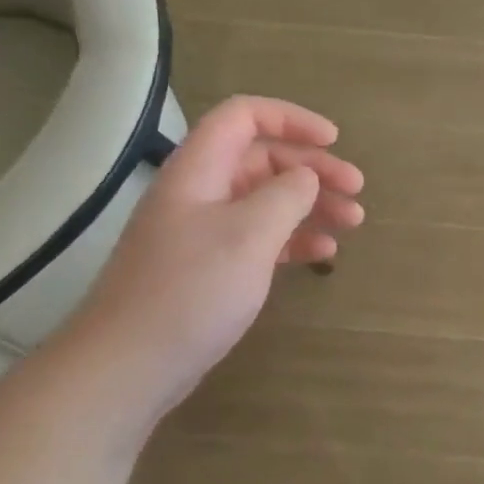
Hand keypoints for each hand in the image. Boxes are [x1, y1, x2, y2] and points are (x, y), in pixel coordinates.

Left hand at [57, 96, 364, 412]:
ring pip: (265, 200)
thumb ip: (286, 195)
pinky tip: (323, 255)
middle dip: (313, 168)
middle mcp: (200, 192)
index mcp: (199, 169)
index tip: (334, 141)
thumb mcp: (248, 235)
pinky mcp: (209, 268)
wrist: (127, 367)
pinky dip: (292, 239)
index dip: (291, 119)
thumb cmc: (190, 291)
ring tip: (352, 222)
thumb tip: (305, 177)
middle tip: (356, 190)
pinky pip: (258, 238)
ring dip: (310, 205)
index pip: (244, 116)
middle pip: (262, 159)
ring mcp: (203, 232)